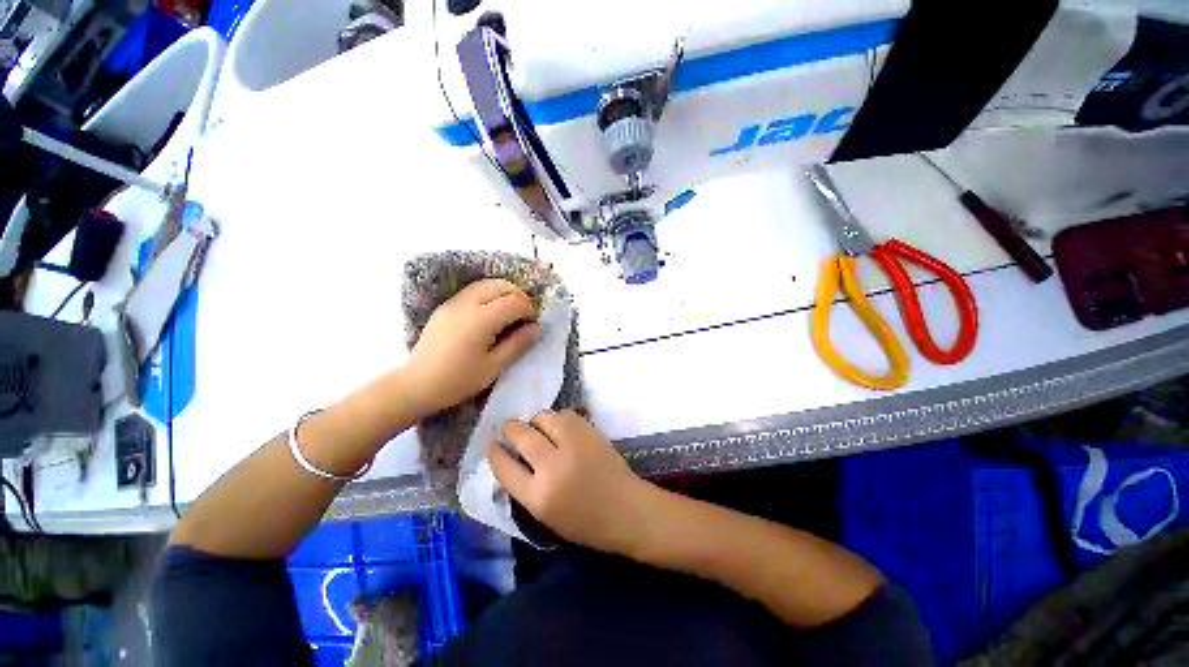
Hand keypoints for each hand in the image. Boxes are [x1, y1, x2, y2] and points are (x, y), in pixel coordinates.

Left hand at [402, 279, 538, 417]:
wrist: (416, 384)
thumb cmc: (458, 380)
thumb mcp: (494, 366)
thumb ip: (517, 343)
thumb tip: (536, 327)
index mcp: (482, 320)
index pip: (514, 301)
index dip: (529, 309)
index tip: (533, 324)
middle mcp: (467, 303)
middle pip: (502, 285)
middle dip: (519, 296)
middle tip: (525, 316)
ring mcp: (454, 302)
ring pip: (487, 284)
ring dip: (504, 293)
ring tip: (510, 313)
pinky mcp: (446, 306)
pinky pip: (474, 290)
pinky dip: (489, 294)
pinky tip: (491, 313)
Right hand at [489, 410, 656, 554]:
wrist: (626, 509)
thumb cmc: (584, 522)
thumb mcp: (545, 515)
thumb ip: (523, 487)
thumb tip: (508, 458)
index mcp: (538, 497)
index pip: (504, 467)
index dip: (495, 452)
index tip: (492, 443)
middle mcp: (553, 466)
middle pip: (521, 435)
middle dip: (510, 428)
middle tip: (509, 428)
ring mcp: (573, 444)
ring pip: (543, 417)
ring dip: (534, 420)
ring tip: (536, 427)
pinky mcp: (589, 431)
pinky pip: (564, 414)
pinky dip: (556, 418)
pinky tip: (558, 427)